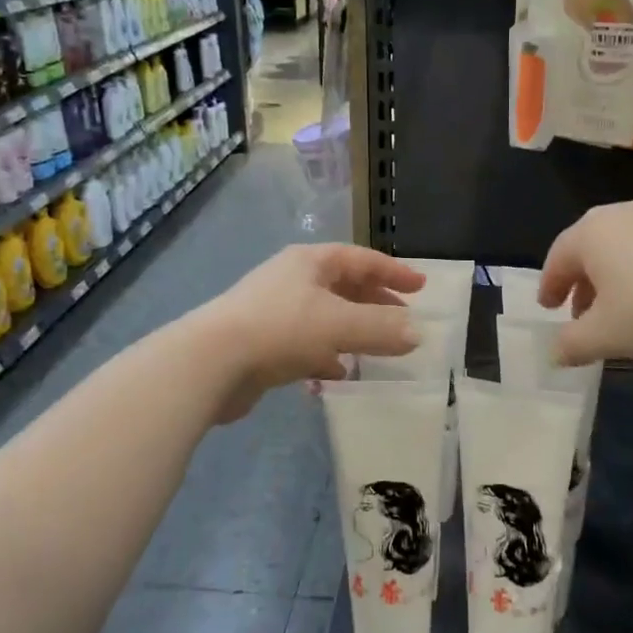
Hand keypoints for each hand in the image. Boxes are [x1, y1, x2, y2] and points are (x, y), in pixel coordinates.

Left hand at [202, 245, 424, 411]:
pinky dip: (327, 355)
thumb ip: (381, 328)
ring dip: (353, 331)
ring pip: (326, 317)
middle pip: (344, 286)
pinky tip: (338, 373)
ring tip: (378, 349)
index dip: (393, 271)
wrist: (210, 363)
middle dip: (375, 303)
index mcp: (310, 262)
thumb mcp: (339, 325)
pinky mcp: (262, 343)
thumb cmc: (280, 329)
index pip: (361, 259)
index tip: (421, 287)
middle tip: (404, 319)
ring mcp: (274, 311)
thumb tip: (417, 334)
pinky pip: (306, 344)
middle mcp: (292, 280)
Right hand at [539, 201, 632, 365]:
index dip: (550, 285)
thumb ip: (573, 344)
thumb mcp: (607, 336)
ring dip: (615, 277)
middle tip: (581, 313)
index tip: (548, 306)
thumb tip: (554, 353)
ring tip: (623, 309)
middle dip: (582, 282)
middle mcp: (621, 215)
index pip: (558, 257)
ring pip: (624, 246)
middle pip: (590, 248)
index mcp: (590, 233)